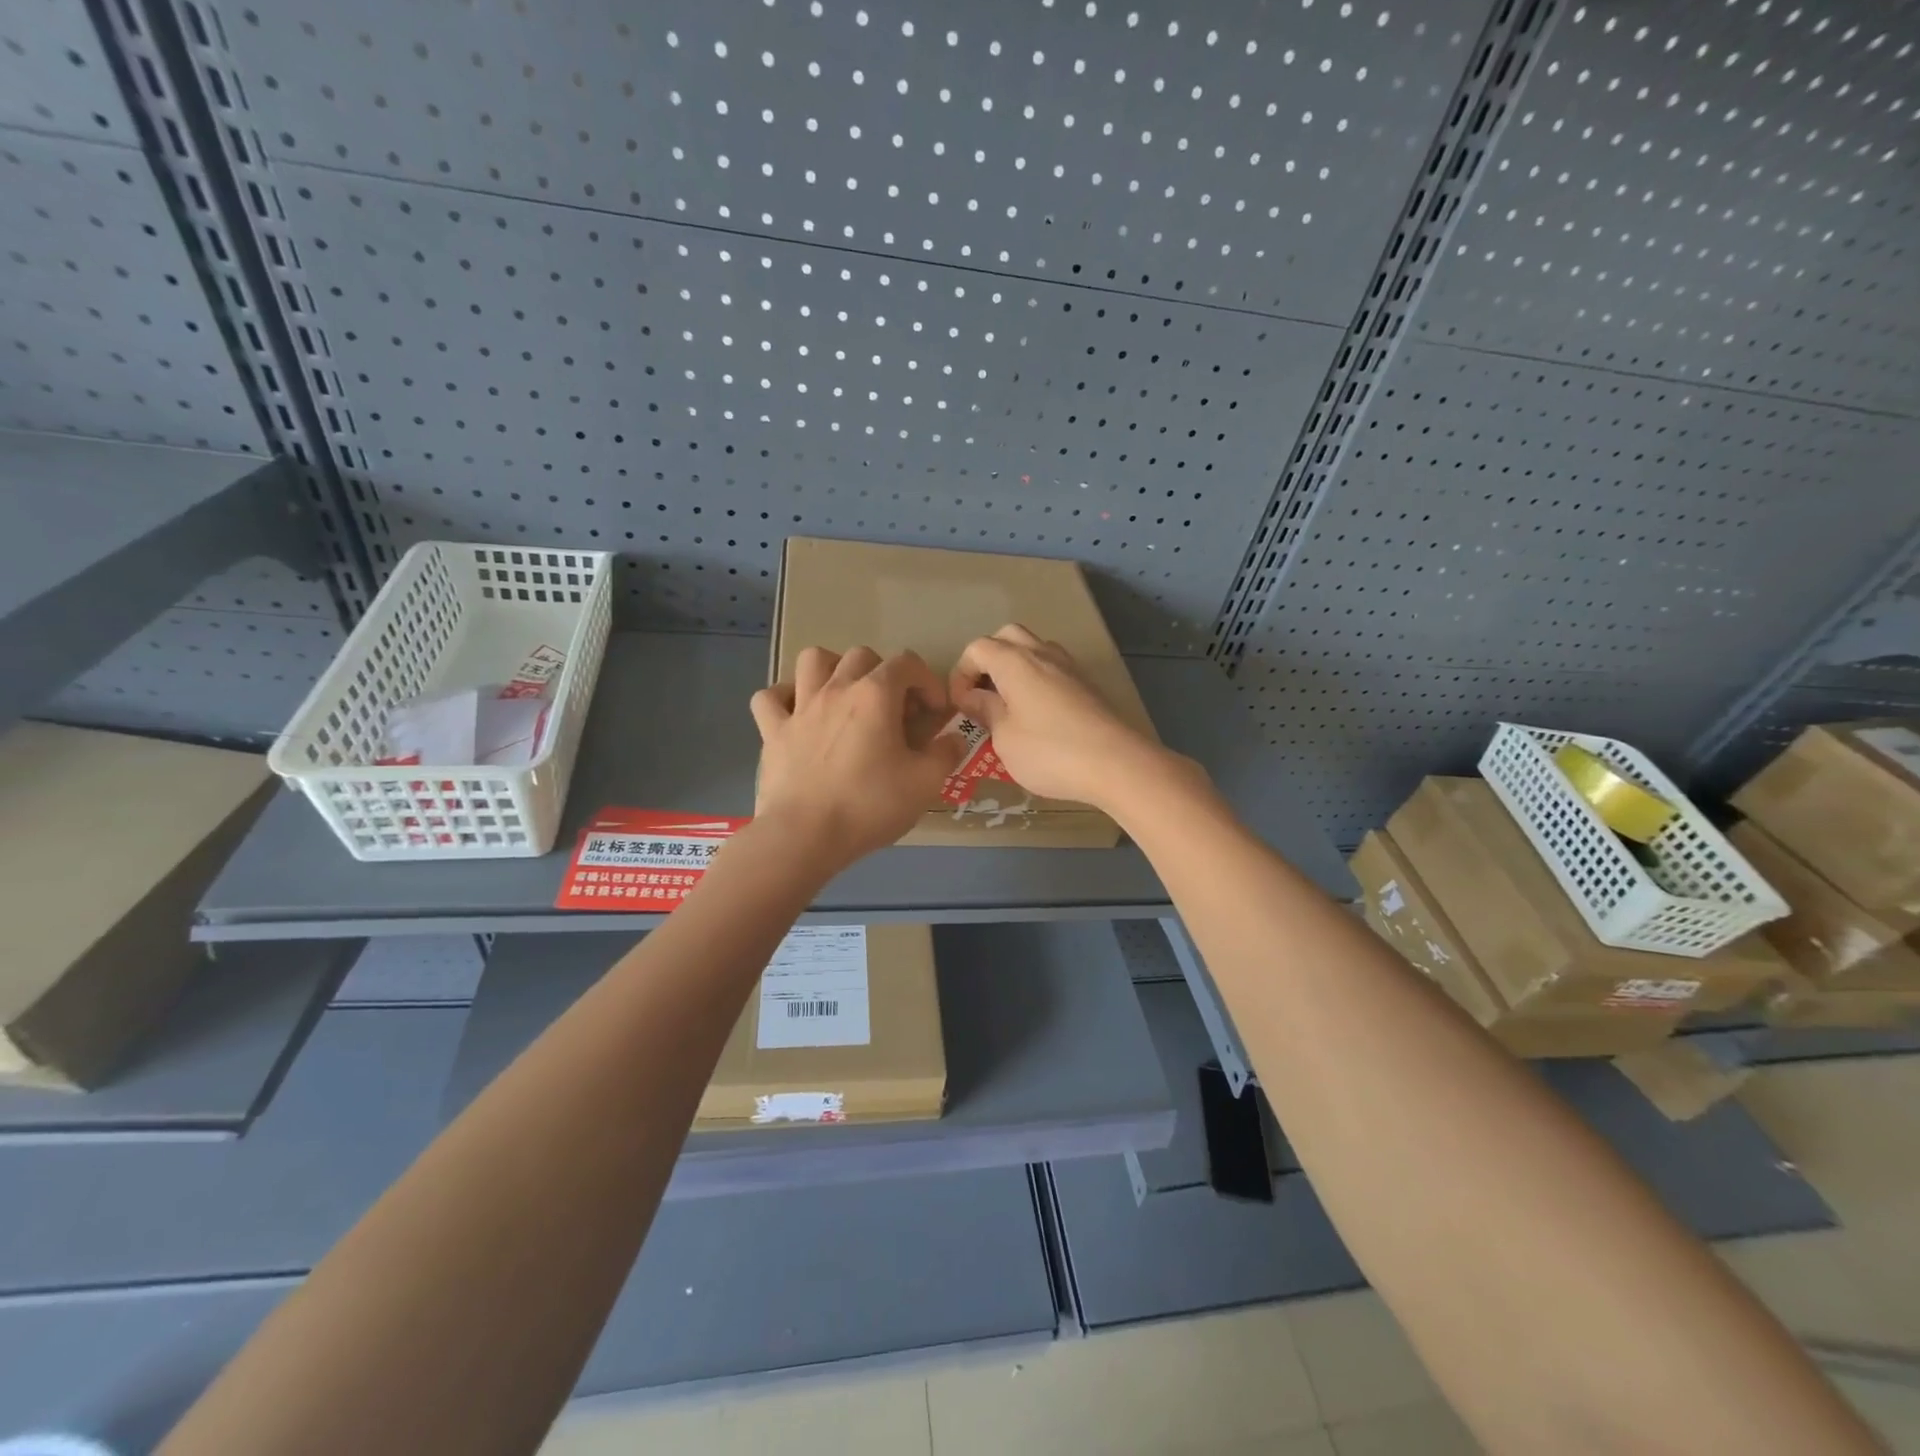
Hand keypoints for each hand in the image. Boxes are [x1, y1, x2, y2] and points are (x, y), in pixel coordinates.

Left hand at [750, 646, 964, 865]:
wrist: (805, 835)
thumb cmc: (870, 805)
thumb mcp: (925, 783)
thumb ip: (946, 754)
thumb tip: (954, 739)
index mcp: (875, 695)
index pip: (907, 663)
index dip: (927, 681)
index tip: (934, 712)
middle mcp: (836, 689)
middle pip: (862, 656)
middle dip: (884, 673)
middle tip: (893, 708)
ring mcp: (800, 708)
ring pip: (812, 660)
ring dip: (832, 669)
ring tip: (844, 695)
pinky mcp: (773, 732)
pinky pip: (769, 698)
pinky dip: (784, 698)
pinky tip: (797, 714)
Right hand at [948, 625, 1178, 810]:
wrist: (1116, 763)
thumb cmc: (1049, 752)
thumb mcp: (1005, 738)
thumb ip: (986, 711)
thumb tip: (974, 697)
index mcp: (1014, 661)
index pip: (976, 648)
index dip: (961, 674)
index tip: (961, 707)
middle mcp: (1042, 653)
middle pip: (1007, 637)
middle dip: (988, 661)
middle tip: (984, 695)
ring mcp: (1069, 667)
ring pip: (1034, 649)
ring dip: (1015, 668)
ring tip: (1010, 705)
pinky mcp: (1087, 684)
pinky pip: (1053, 669)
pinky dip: (1038, 681)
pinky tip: (1038, 715)